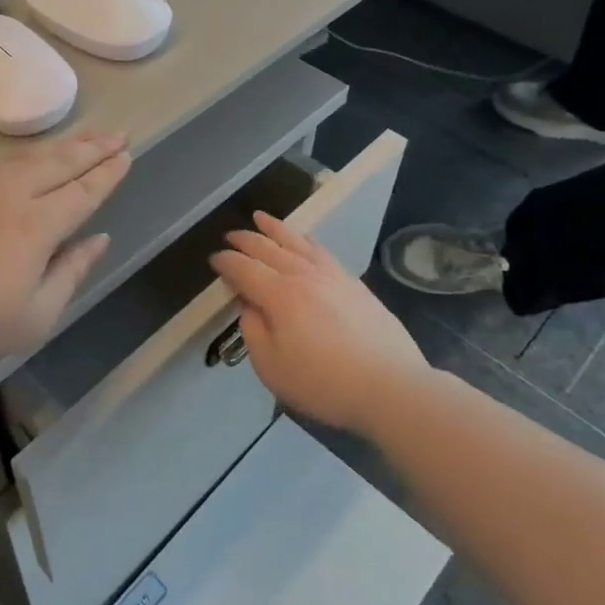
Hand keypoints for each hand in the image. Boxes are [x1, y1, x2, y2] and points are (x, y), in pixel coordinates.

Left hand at [0, 131, 131, 372]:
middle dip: (92, 149)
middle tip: (117, 134)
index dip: (107, 174)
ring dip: (61, 147)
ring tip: (82, 139)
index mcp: (38, 225)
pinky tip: (27, 161)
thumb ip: (71, 273)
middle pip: (59, 163)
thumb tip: (98, 240)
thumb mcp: (34, 317)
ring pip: (28, 158)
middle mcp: (11, 194)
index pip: (83, 191)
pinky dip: (25, 157)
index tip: (126, 155)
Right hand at [210, 211, 427, 433]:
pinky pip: (321, 250)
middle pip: (268, 248)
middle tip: (230, 236)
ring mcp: (332, 275)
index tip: (213, 260)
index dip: (226, 262)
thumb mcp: (272, 367)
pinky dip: (305, 239)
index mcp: (279, 295)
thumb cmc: (324, 383)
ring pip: (297, 242)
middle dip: (245, 240)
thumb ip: (253, 331)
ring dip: (274, 228)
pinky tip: (303, 239)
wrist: (391, 387)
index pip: (244, 269)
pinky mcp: (353, 282)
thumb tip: (249, 306)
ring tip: (261, 217)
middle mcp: (303, 275)